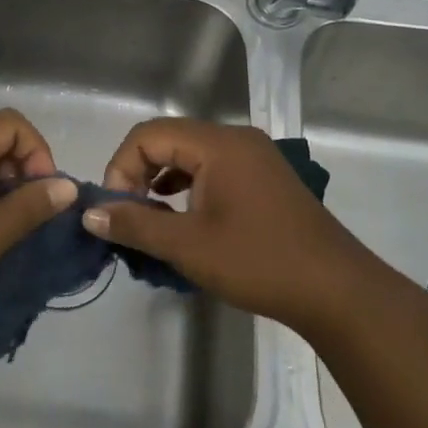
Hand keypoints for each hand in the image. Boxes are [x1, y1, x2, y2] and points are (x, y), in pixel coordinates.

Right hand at [84, 119, 378, 328]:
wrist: (337, 291)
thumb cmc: (258, 262)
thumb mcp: (188, 246)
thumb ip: (135, 224)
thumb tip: (90, 214)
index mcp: (218, 144)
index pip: (148, 135)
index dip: (121, 168)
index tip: (116, 210)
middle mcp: (236, 139)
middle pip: (168, 139)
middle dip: (138, 173)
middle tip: (129, 215)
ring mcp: (254, 157)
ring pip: (189, 154)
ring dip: (161, 179)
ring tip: (151, 218)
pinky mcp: (264, 178)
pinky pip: (212, 168)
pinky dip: (187, 185)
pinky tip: (183, 216)